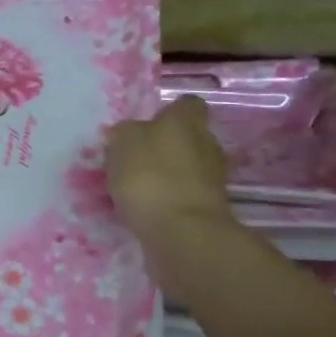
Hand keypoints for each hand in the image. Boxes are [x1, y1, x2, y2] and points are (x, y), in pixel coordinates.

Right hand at [106, 97, 235, 242]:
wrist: (182, 232)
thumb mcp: (122, 144)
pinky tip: (149, 209)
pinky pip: (185, 194)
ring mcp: (213, 177)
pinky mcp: (209, 208)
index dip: (167, 113)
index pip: (185, 104)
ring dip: (168, 174)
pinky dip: (170, 199)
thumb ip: (122, 133)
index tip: (146, 126)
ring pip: (187, 167)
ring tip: (138, 189)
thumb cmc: (150, 177)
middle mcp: (206, 143)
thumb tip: (123, 132)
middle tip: (135, 159)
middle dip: (166, 146)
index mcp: (186, 121)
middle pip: (187, 137)